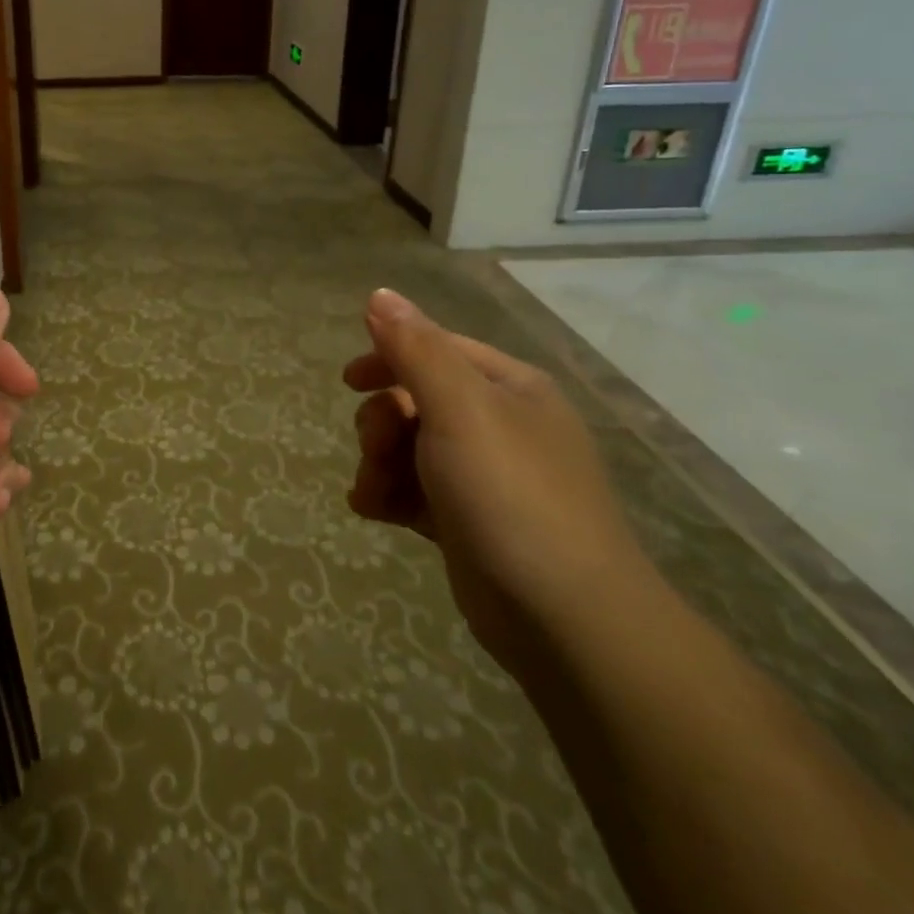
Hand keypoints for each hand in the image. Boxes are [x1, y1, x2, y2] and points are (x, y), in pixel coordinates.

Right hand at [342, 288, 650, 677]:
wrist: (564, 619)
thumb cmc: (510, 495)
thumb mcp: (460, 409)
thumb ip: (416, 349)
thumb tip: (379, 294)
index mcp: (508, 387)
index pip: (436, 349)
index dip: (388, 357)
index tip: (349, 381)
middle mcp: (500, 425)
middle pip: (415, 400)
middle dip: (382, 422)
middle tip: (377, 449)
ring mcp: (485, 476)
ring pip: (408, 448)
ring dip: (379, 463)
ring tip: (373, 492)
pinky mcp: (467, 522)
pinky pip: (413, 491)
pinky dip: (389, 495)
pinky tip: (374, 511)